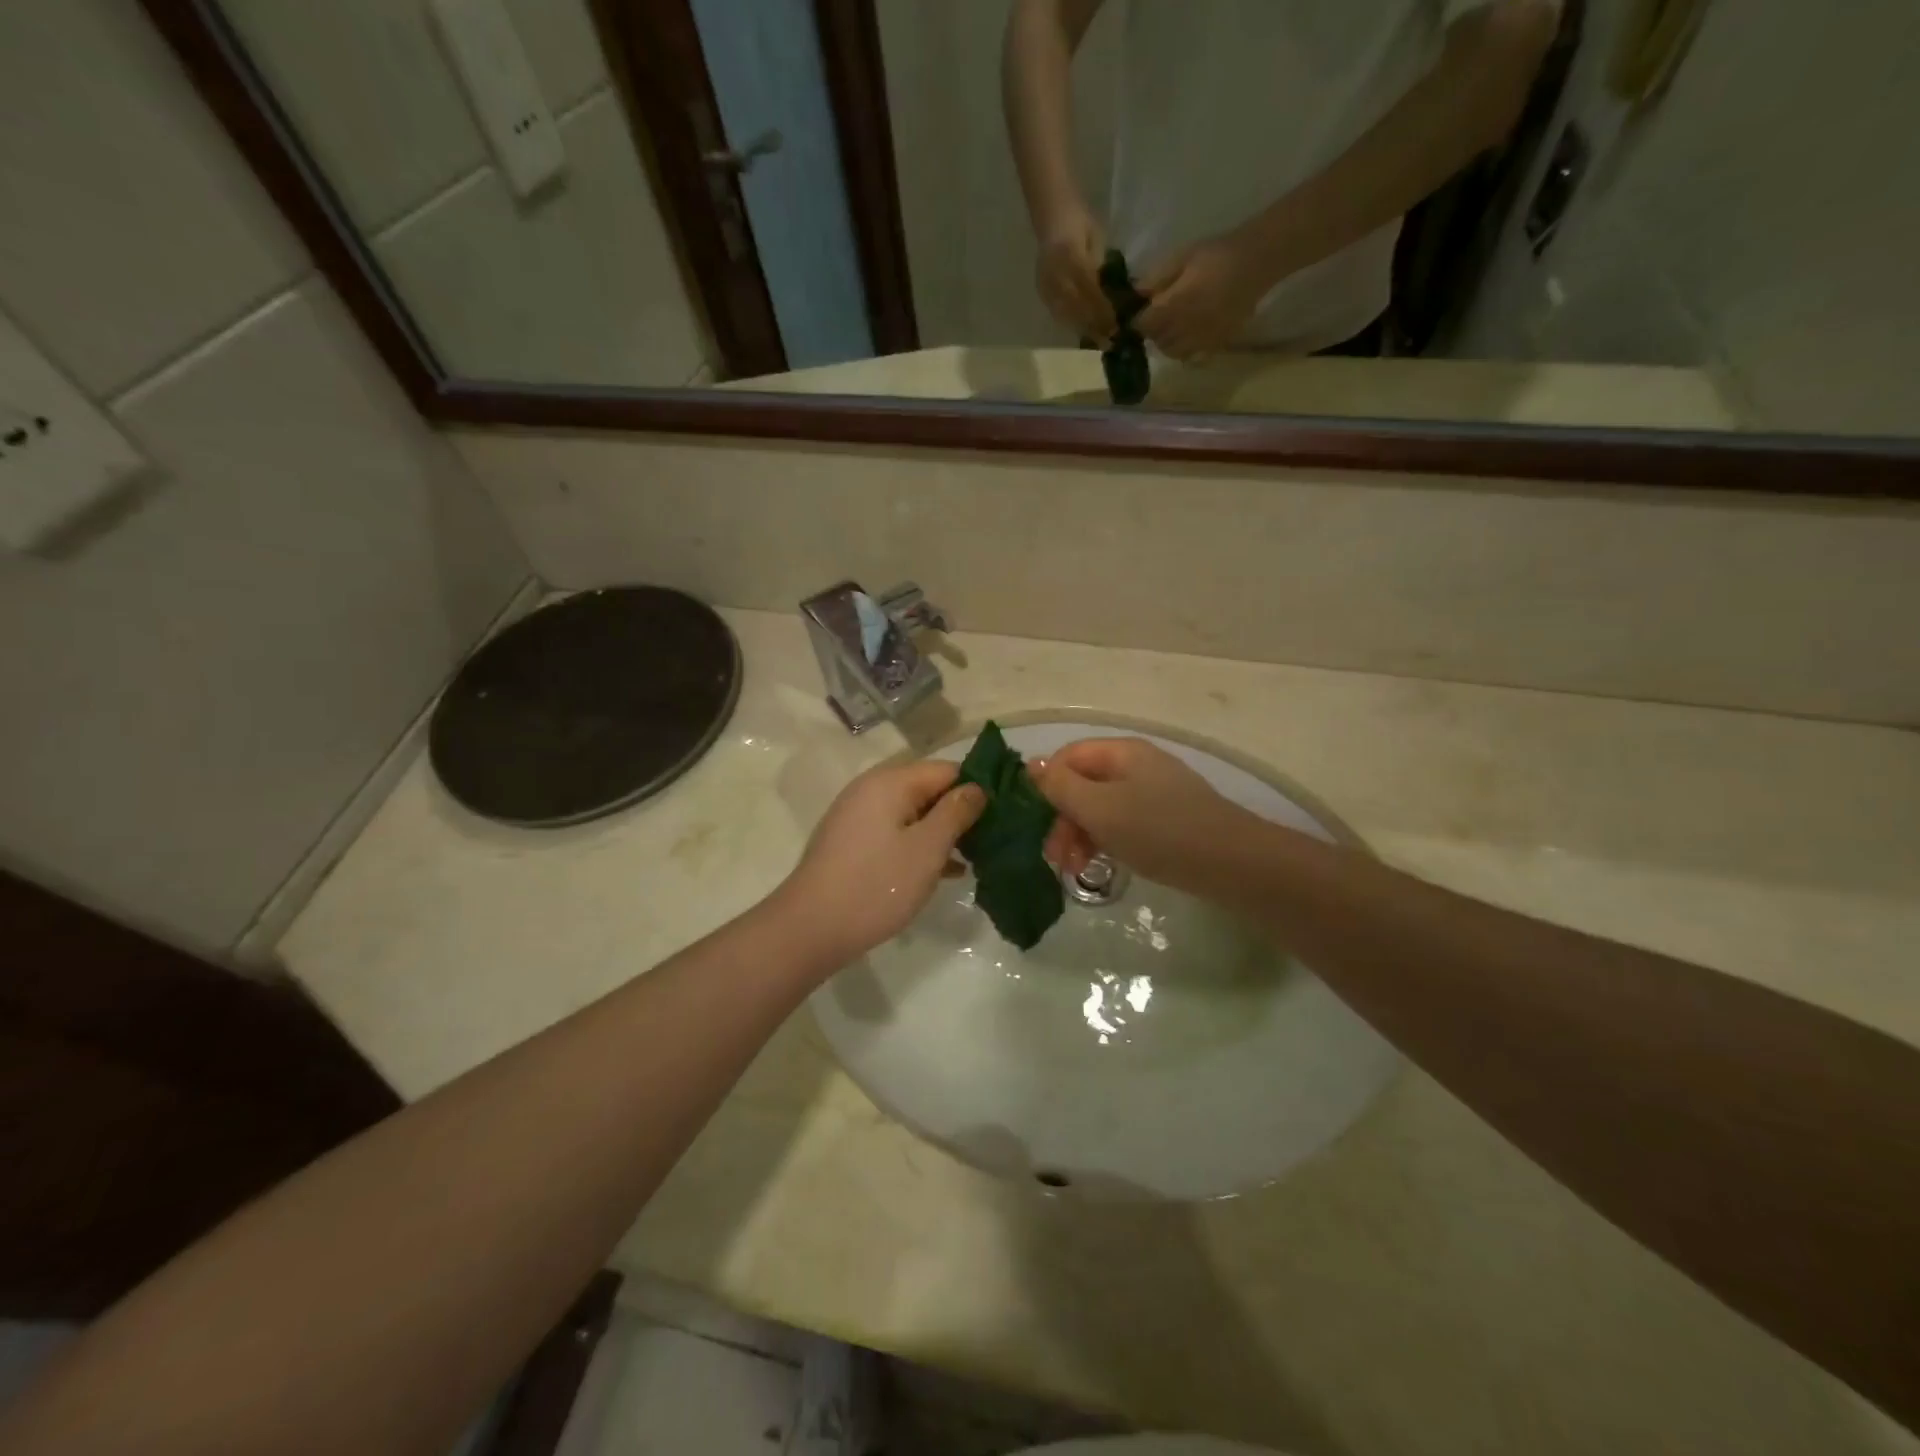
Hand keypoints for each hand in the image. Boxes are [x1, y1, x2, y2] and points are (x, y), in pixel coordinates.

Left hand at [773, 760, 985, 968]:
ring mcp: (859, 817)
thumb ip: (956, 812)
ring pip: (914, 814)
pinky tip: (946, 871)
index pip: (948, 769)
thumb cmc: (876, 885)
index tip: (1008, 813)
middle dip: (962, 812)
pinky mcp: (853, 844)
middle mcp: (872, 789)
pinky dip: (921, 846)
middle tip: (996, 840)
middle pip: (930, 790)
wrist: (810, 928)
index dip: (979, 788)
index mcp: (891, 782)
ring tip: (978, 858)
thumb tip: (977, 788)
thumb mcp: (927, 848)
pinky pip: (897, 833)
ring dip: (944, 833)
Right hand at [1034, 738, 1253, 893]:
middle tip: (1055, 857)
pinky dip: (1104, 840)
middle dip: (1062, 818)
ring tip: (1075, 870)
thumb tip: (1031, 765)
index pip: (1066, 757)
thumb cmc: (1158, 830)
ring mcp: (1153, 792)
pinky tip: (1100, 865)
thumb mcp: (1099, 808)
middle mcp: (1136, 765)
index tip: (1034, 823)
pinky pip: (1121, 822)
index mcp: (1121, 752)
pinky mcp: (1164, 819)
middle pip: (1082, 783)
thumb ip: (1060, 786)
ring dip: (1079, 834)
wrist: (1230, 863)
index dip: (1045, 786)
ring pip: (1100, 806)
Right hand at [1035, 205, 1117, 343]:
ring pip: (1066, 313)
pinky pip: (1056, 311)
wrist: (1051, 212)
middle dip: (1094, 324)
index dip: (1102, 308)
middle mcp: (1055, 271)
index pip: (1089, 289)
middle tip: (1110, 338)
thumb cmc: (1079, 220)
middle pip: (1076, 306)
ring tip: (1098, 339)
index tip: (1116, 323)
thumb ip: (1100, 266)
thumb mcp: (1096, 238)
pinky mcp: (1041, 289)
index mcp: (1070, 254)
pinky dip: (1070, 323)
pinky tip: (1082, 331)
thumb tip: (1109, 295)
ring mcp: (1045, 282)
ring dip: (1083, 328)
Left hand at [1133, 234, 1268, 360]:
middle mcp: (1186, 328)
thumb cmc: (1217, 254)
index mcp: (1175, 306)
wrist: (1257, 261)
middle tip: (1156, 318)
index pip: (1144, 325)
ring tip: (1172, 328)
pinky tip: (1190, 336)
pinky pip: (1194, 356)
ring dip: (1167, 343)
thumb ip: (1158, 278)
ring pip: (1173, 352)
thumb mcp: (1183, 257)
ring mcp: (1202, 339)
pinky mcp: (1217, 343)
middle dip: (1153, 331)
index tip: (1138, 313)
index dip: (1138, 321)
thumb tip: (1136, 293)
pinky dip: (1186, 350)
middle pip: (1158, 341)